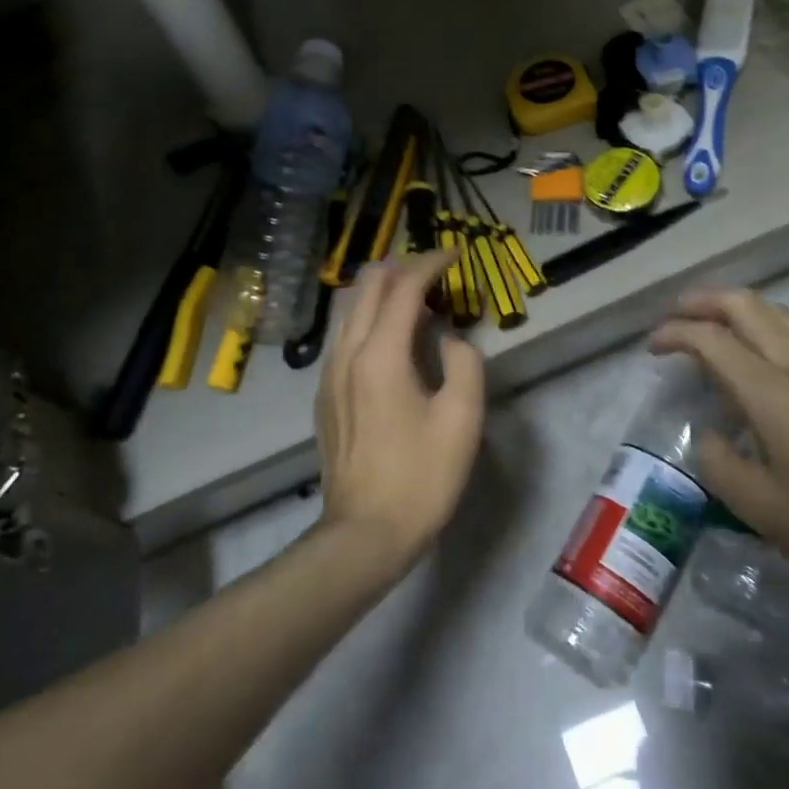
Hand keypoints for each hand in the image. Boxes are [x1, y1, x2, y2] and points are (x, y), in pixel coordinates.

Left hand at [313, 251, 485, 571]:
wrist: (364, 533)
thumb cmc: (421, 478)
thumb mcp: (462, 420)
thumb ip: (464, 363)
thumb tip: (450, 339)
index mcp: (380, 354)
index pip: (403, 286)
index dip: (431, 263)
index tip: (456, 254)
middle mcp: (347, 353)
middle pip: (367, 285)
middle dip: (402, 266)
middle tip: (437, 270)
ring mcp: (329, 373)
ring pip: (350, 307)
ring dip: (382, 289)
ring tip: (417, 296)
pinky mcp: (324, 393)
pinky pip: (344, 334)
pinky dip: (369, 316)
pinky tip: (391, 336)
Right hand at [650, 287, 788, 594]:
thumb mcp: (762, 509)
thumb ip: (720, 464)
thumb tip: (709, 436)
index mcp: (772, 391)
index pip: (711, 338)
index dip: (674, 333)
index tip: (652, 348)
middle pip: (747, 305)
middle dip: (704, 301)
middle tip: (676, 316)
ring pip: (779, 312)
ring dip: (738, 308)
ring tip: (714, 327)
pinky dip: (767, 327)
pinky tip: (763, 358)